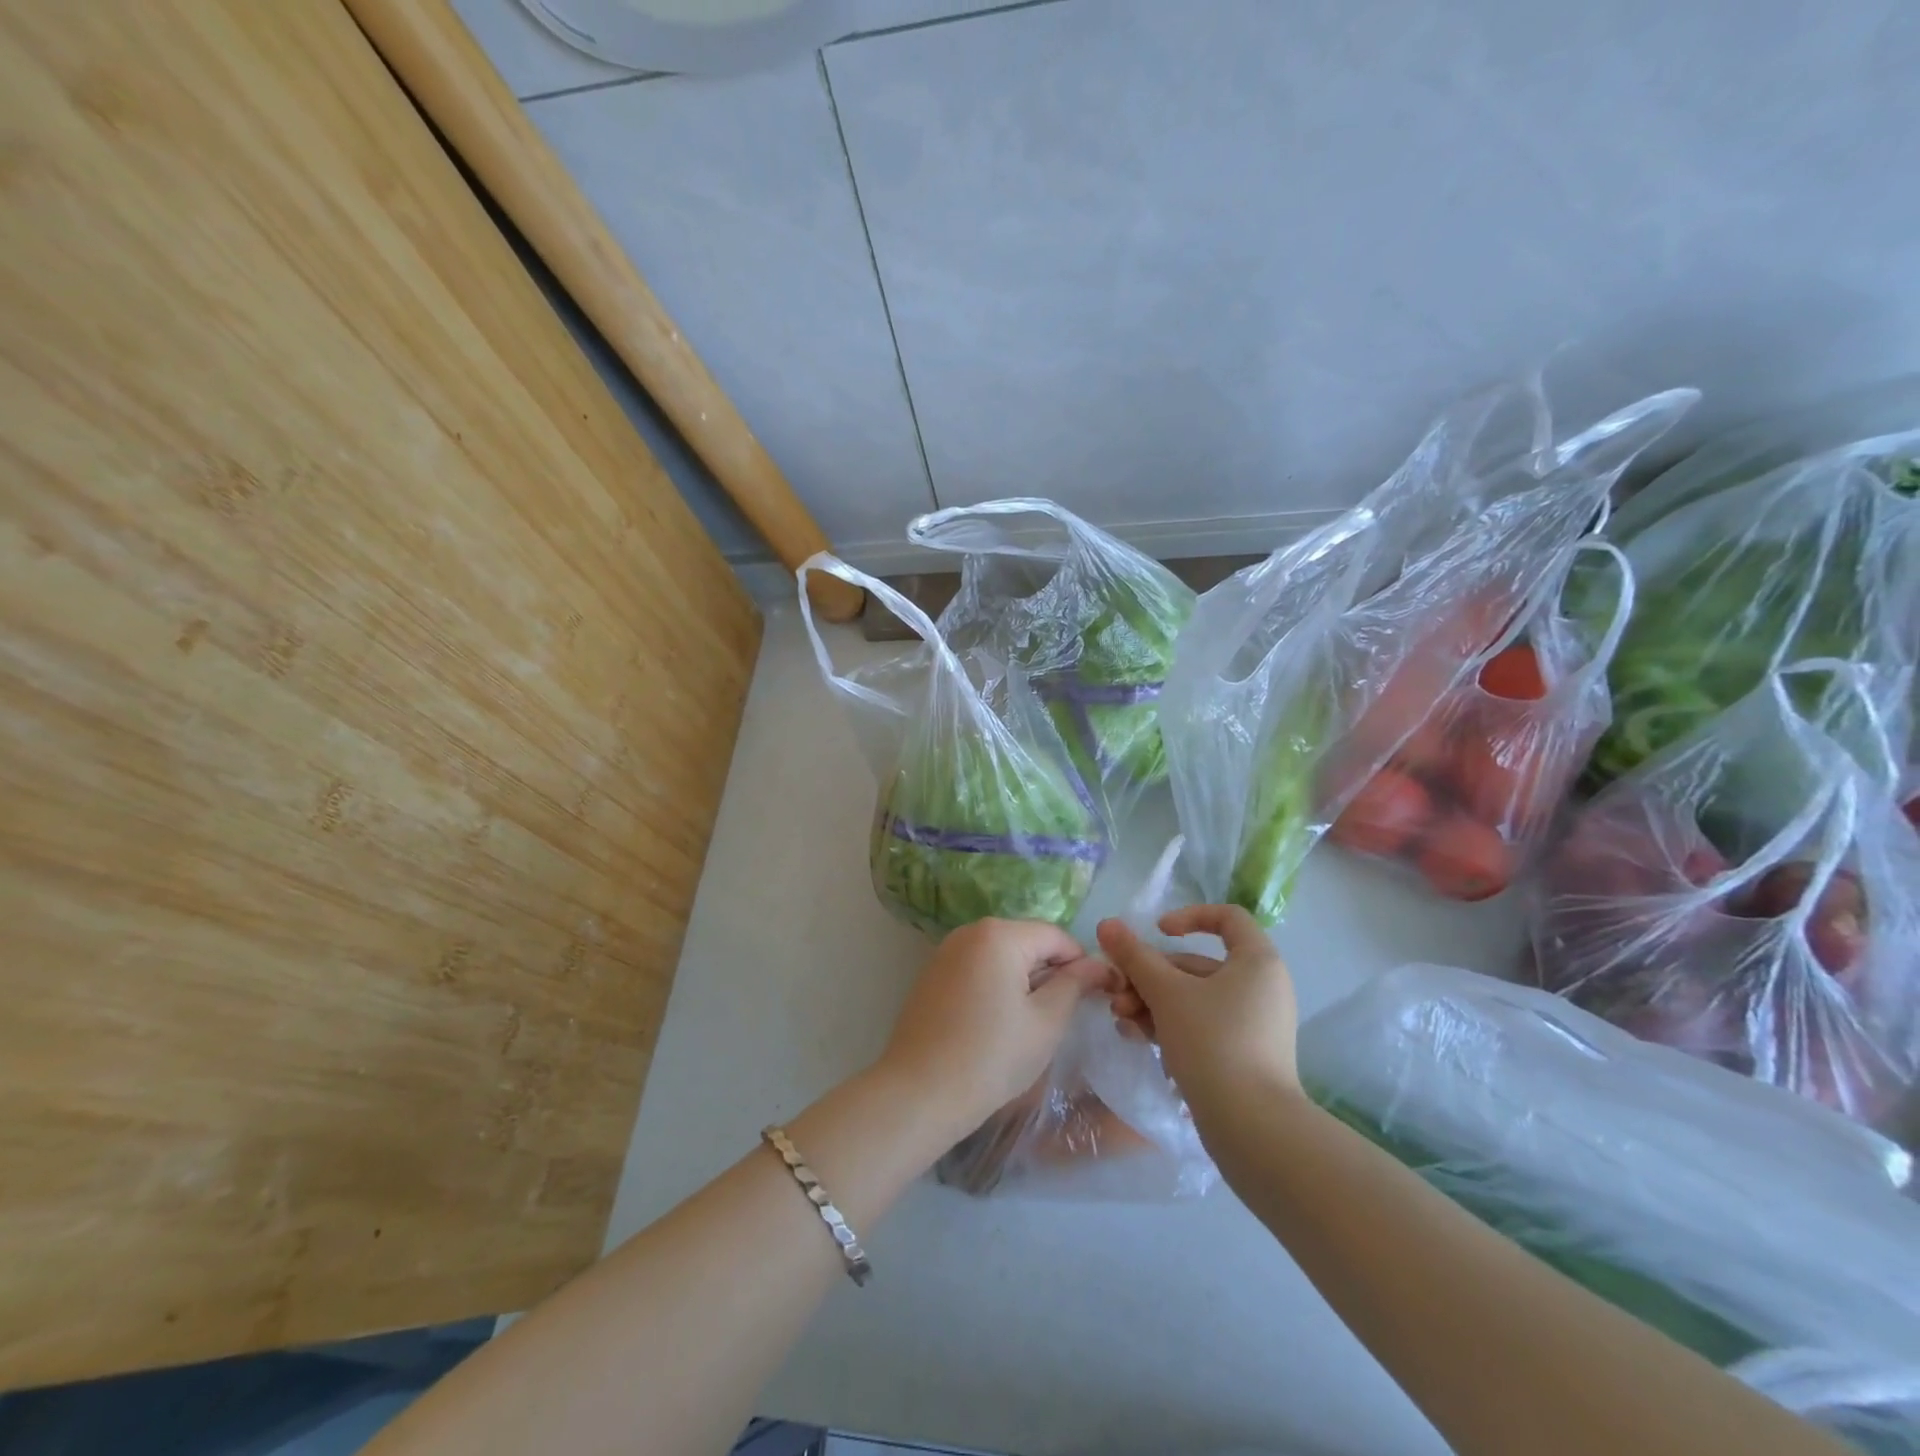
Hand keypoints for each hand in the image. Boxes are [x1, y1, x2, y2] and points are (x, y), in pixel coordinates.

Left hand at [875, 918, 1112, 1144]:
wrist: (919, 1093)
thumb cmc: (992, 1056)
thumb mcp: (1046, 1022)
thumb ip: (1075, 985)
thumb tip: (1098, 965)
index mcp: (999, 934)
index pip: (1056, 936)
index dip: (1081, 964)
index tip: (1096, 998)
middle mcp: (970, 931)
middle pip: (1027, 941)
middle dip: (1051, 972)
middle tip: (1064, 1016)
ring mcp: (946, 951)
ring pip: (1002, 956)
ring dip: (1024, 980)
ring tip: (1032, 1024)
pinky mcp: (932, 974)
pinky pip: (977, 969)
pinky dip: (996, 986)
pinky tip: (997, 1024)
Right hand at [1096, 905, 1300, 1120]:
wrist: (1253, 1129)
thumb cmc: (1213, 1043)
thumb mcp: (1166, 993)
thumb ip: (1135, 956)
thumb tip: (1107, 924)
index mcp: (1257, 961)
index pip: (1227, 918)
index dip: (1189, 916)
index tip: (1157, 932)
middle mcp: (1260, 987)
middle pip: (1196, 964)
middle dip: (1150, 976)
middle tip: (1117, 992)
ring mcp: (1252, 1024)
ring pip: (1192, 998)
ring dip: (1151, 1002)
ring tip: (1121, 1020)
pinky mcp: (1241, 1055)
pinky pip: (1200, 1025)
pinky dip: (1169, 1025)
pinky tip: (1136, 1037)